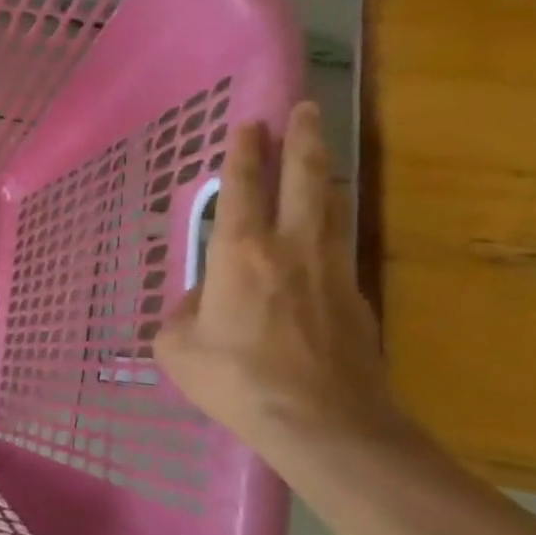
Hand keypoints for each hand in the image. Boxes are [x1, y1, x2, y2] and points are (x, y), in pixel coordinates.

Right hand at [155, 102, 398, 454]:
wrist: (326, 426)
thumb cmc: (239, 381)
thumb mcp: (179, 349)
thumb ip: (181, 315)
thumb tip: (199, 304)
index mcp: (240, 254)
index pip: (242, 188)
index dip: (244, 152)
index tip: (250, 122)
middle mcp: (290, 249)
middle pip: (303, 179)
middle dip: (302, 139)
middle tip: (305, 108)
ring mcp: (332, 272)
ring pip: (332, 207)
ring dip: (324, 174)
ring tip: (320, 155)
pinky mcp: (357, 300)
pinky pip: (340, 247)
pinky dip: (330, 226)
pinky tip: (323, 234)